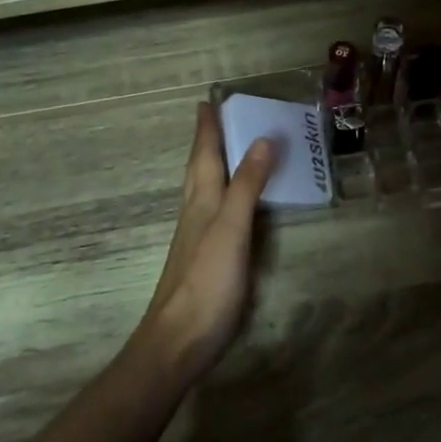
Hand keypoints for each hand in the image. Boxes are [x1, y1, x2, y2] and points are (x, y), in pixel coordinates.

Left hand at [134, 102, 278, 384]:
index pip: (203, 154)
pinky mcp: (204, 259)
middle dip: (207, 141)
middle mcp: (195, 212)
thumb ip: (247, 186)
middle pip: (199, 168)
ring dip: (213, 165)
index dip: (206, 128)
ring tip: (226, 150)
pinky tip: (229, 205)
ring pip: (203, 189)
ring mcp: (196, 237)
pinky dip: (223, 194)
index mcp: (201, 200)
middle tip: (216, 117)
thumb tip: (263, 139)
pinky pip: (214, 211)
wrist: (178, 341)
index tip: (207, 100)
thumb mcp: (231, 229)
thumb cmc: (206, 282)